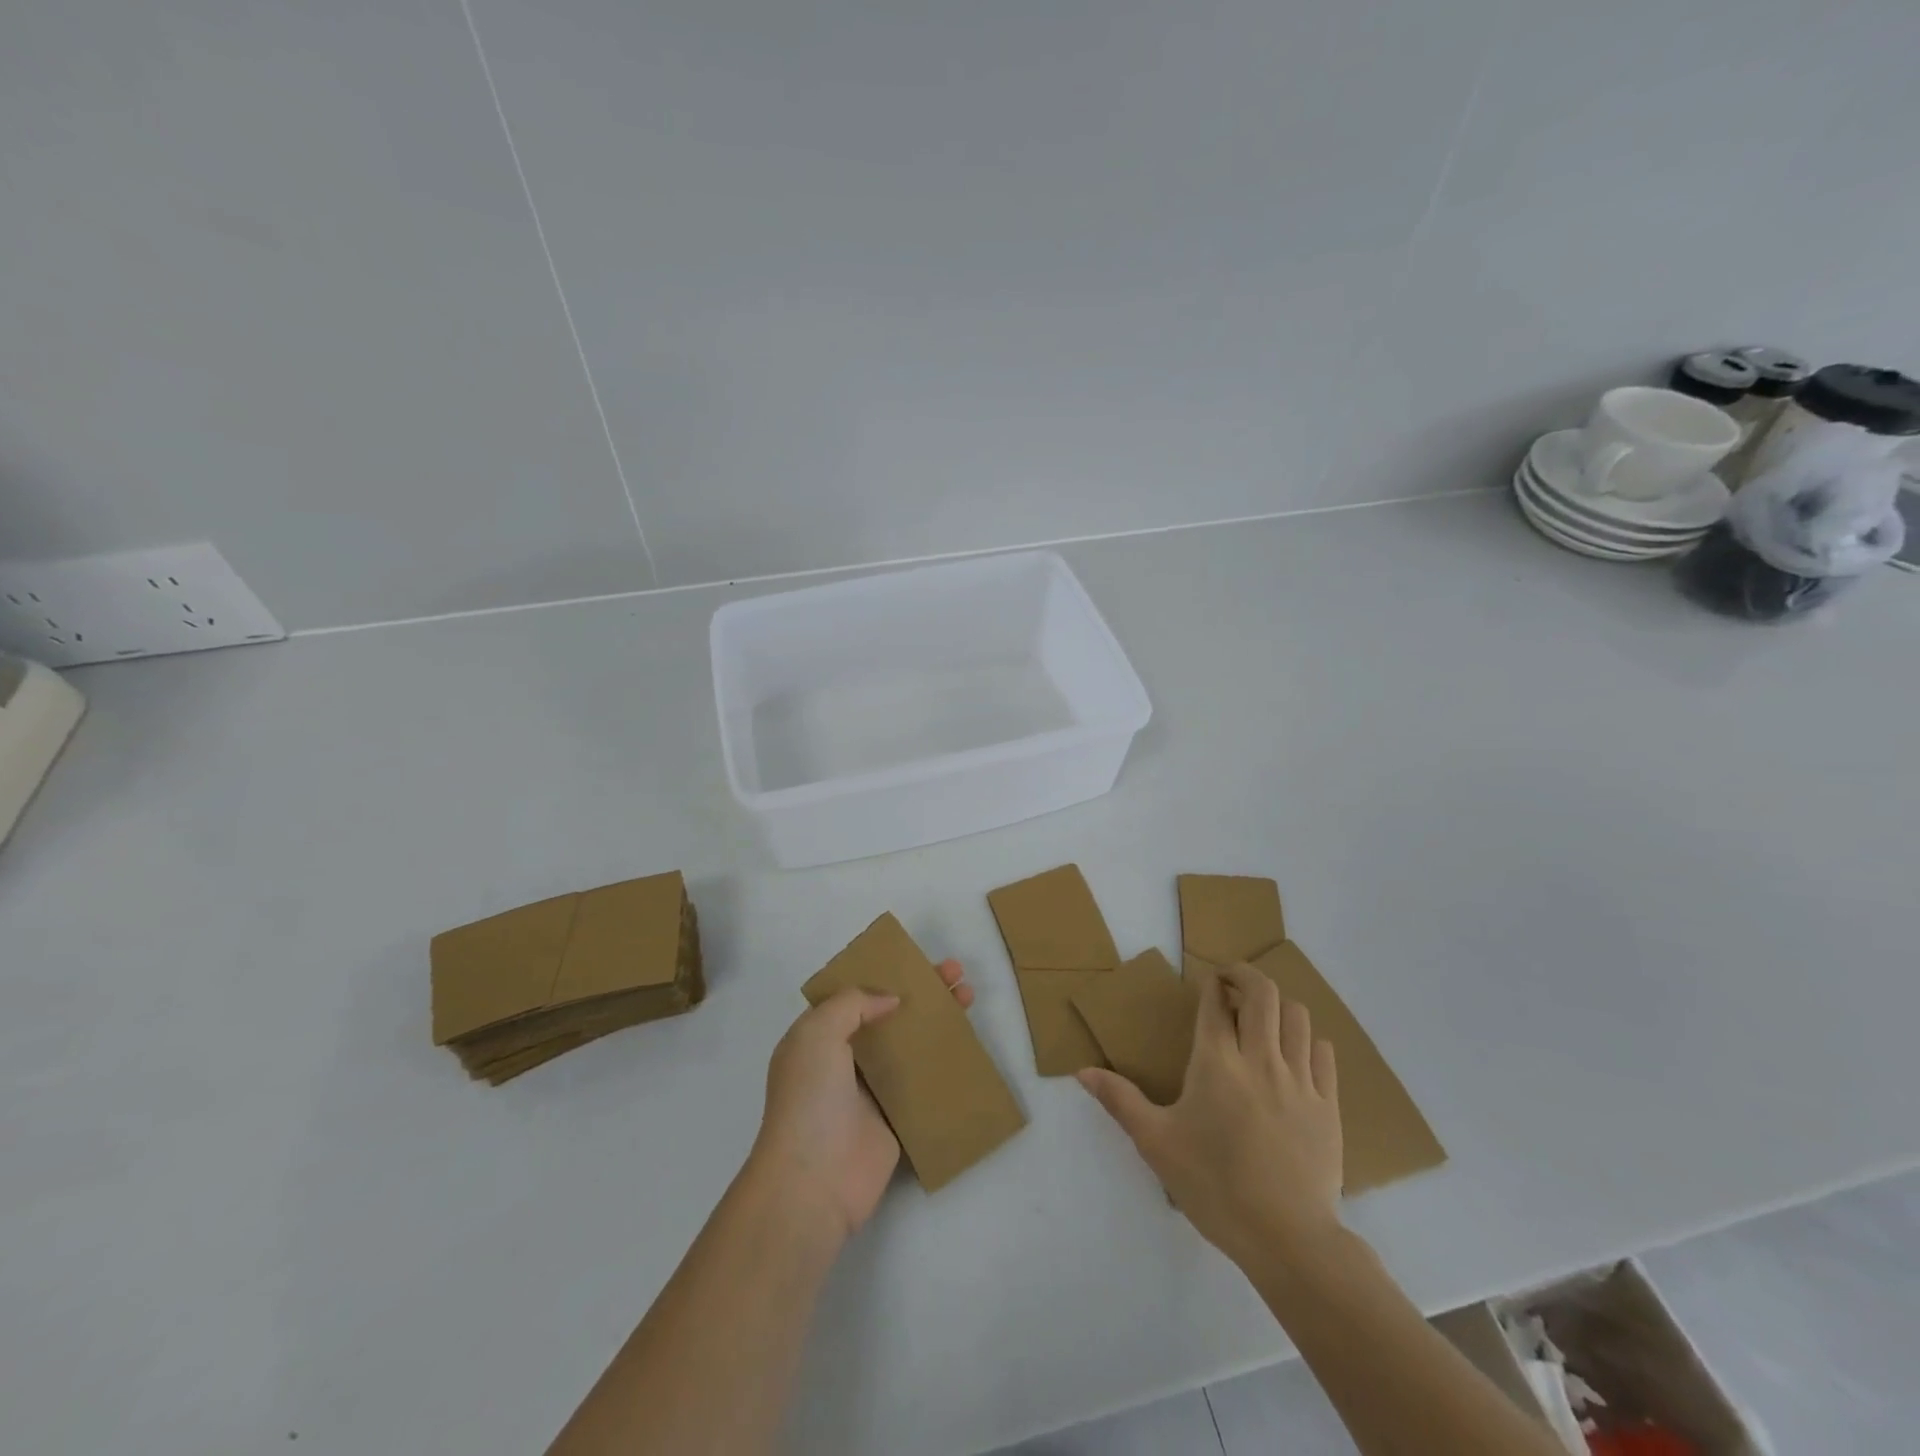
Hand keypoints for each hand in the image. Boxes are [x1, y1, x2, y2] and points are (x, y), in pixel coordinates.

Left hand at [749, 959, 974, 1241]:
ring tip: (968, 996)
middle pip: (888, 1015)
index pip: (854, 995)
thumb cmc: (809, 1099)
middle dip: (920, 991)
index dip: (883, 974)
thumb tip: (890, 998)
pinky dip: (943, 1063)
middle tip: (954, 972)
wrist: (814, 1182)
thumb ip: (852, 1004)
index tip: (914, 961)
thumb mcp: (817, 1033)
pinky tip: (968, 1045)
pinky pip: (923, 1082)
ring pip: (909, 1045)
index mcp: (817, 1037)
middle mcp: (843, 1060)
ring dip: (936, 1020)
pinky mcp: (896, 1118)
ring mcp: (871, 1090)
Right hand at [1079, 960, 1342, 1275]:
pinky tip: (1297, 1054)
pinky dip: (1309, 1040)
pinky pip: (1324, 1053)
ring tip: (1263, 1018)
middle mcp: (1260, 1058)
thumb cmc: (1214, 1186)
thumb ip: (1119, 1100)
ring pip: (1298, 1016)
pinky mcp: (1328, 1105)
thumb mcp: (1156, 1143)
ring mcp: (1300, 1080)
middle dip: (1245, 977)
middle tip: (1231, 986)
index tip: (1207, 983)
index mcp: (1216, 1062)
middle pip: (1263, 993)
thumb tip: (1081, 1071)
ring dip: (1279, 1006)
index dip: (1211, 984)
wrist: (1287, 1239)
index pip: (1215, 1002)